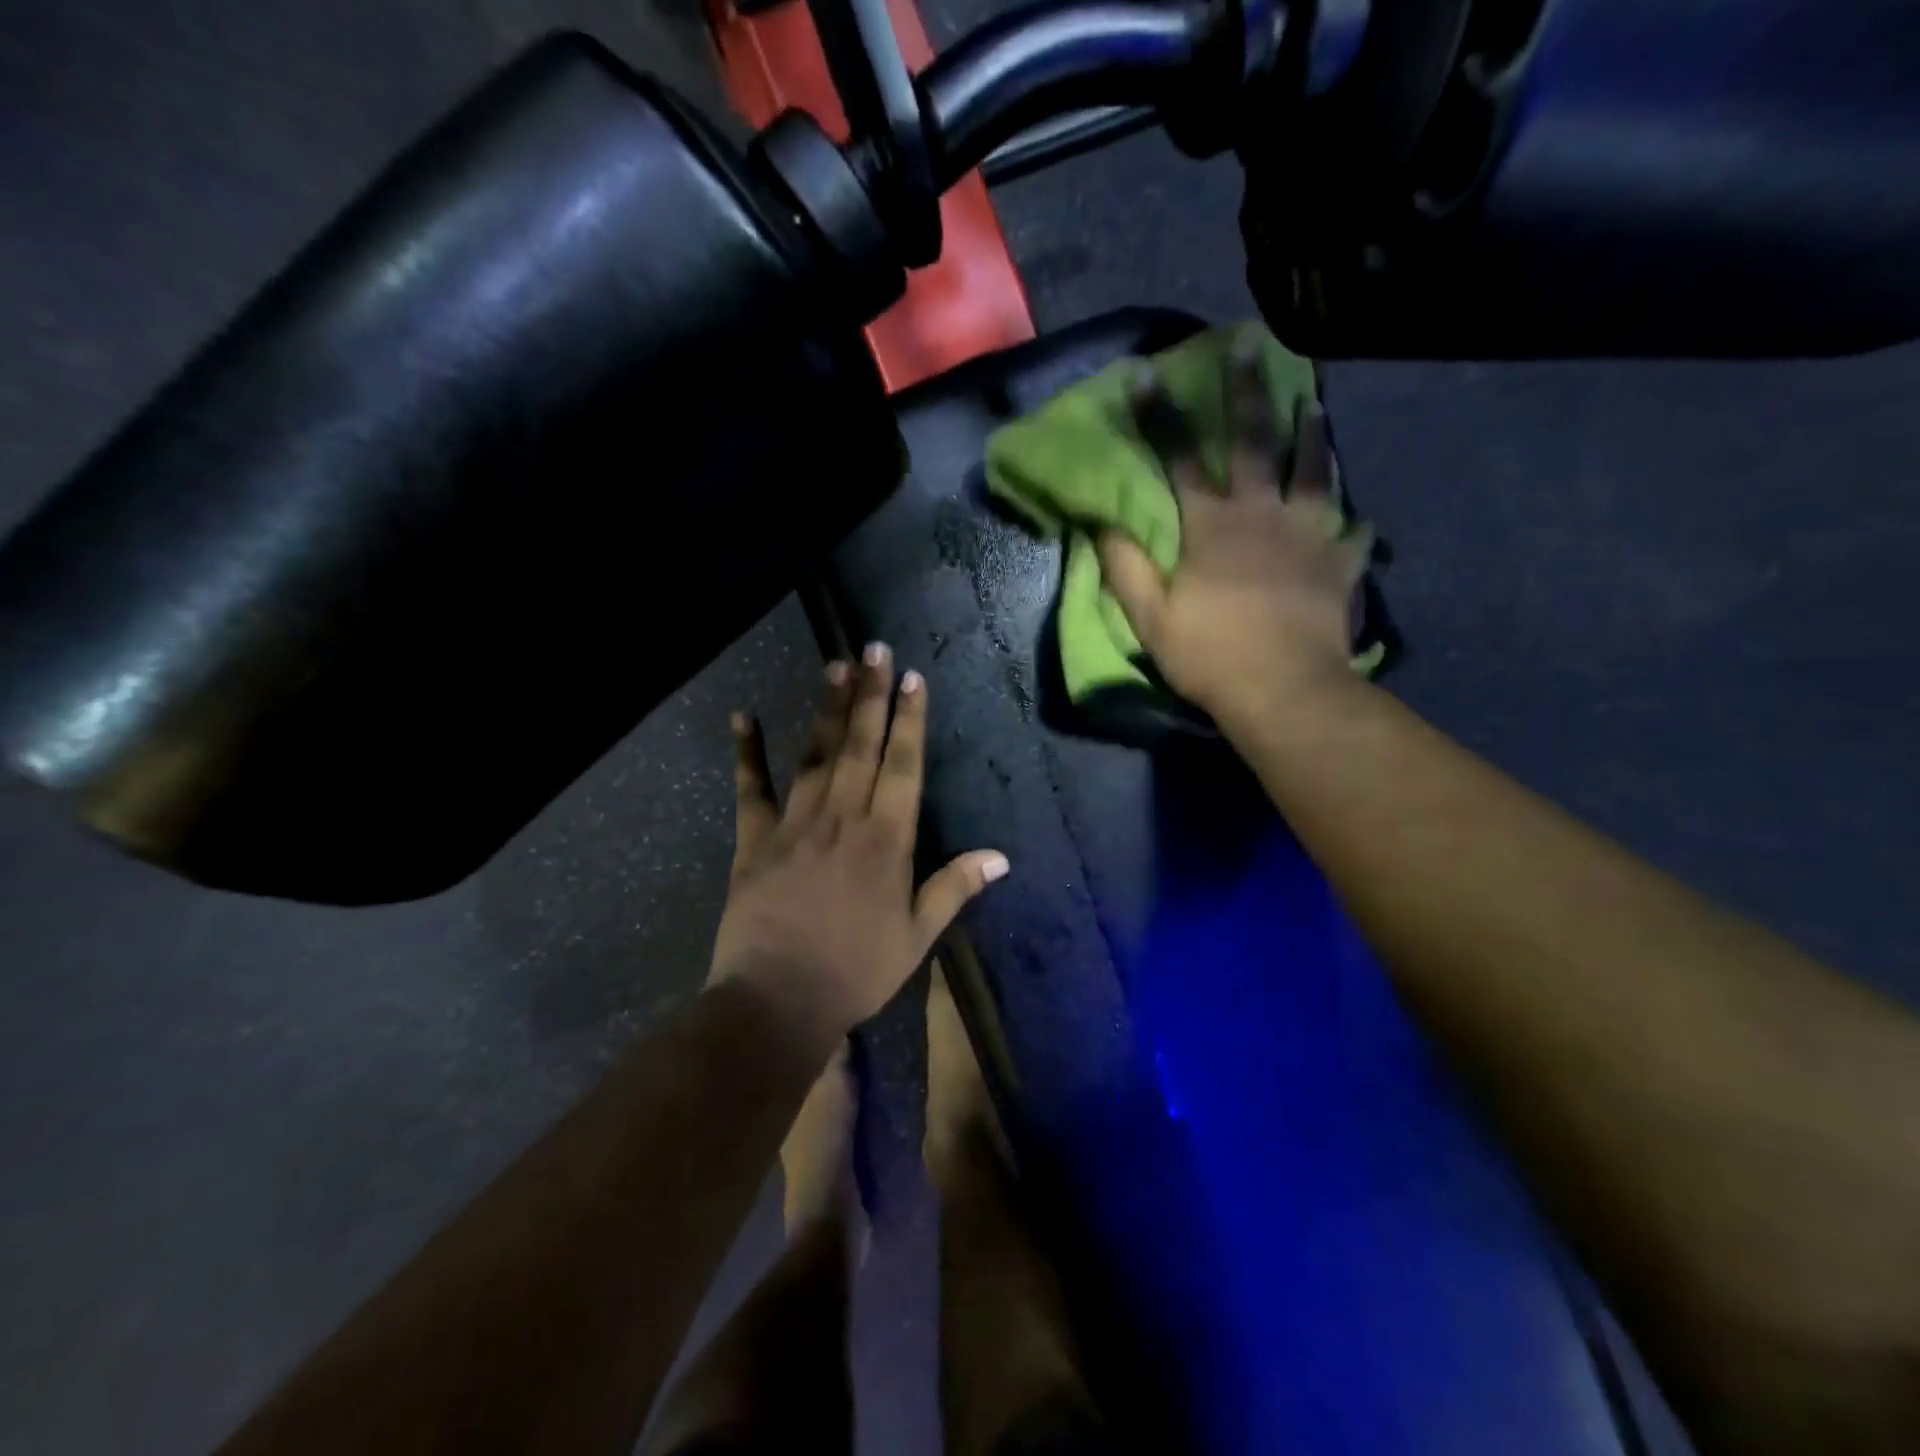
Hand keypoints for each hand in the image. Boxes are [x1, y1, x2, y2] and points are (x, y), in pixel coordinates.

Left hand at [709, 646, 1009, 1046]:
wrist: (778, 1001)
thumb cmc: (856, 971)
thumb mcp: (916, 937)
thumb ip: (954, 889)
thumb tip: (1000, 857)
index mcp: (887, 840)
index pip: (903, 767)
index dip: (910, 721)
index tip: (912, 679)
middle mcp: (843, 818)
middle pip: (860, 746)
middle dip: (871, 695)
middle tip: (875, 648)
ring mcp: (795, 824)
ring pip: (815, 755)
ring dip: (827, 709)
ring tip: (836, 665)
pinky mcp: (754, 839)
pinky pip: (751, 788)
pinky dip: (746, 752)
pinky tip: (742, 716)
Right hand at [1097, 346, 1374, 724]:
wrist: (1284, 690)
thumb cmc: (1210, 655)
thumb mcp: (1150, 618)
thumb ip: (1126, 567)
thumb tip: (1102, 522)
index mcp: (1211, 527)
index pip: (1179, 460)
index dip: (1160, 418)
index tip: (1147, 375)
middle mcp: (1262, 515)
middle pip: (1254, 443)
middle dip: (1247, 392)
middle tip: (1251, 344)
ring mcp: (1308, 535)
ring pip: (1313, 471)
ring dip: (1312, 434)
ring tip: (1317, 403)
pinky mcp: (1338, 564)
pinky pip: (1351, 534)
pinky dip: (1353, 524)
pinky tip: (1358, 517)